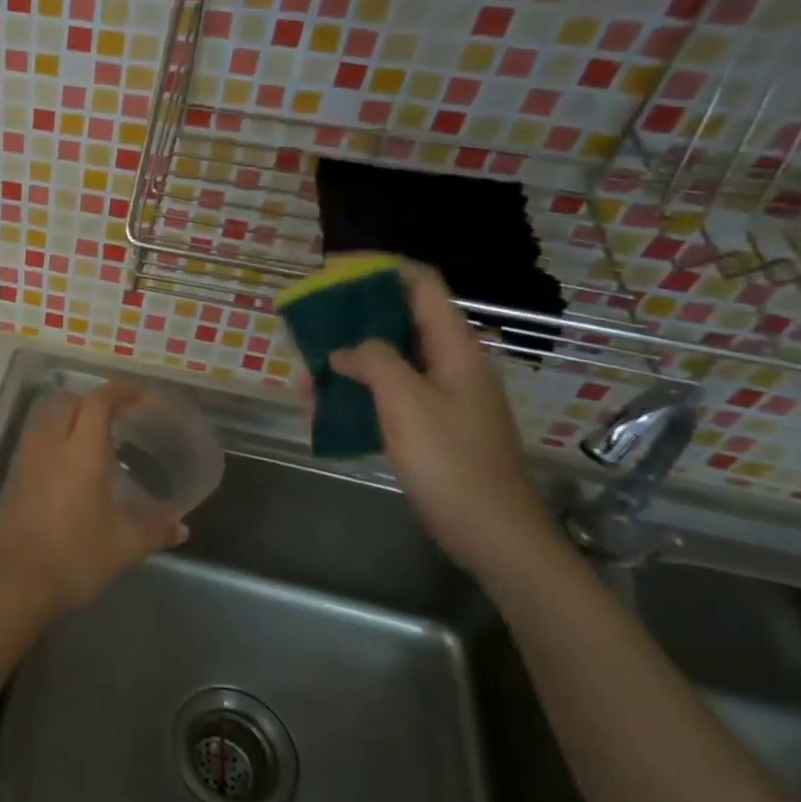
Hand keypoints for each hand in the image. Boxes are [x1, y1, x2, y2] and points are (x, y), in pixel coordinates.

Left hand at [0, 381, 187, 616]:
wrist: (18, 582)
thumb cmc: (76, 557)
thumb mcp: (125, 546)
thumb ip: (155, 530)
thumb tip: (182, 527)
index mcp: (80, 452)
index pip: (97, 403)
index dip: (119, 391)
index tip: (138, 394)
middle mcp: (51, 446)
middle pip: (68, 402)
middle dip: (93, 400)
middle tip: (118, 414)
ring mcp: (28, 461)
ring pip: (47, 419)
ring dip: (70, 416)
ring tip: (94, 436)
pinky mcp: (16, 479)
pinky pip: (37, 441)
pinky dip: (55, 438)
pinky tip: (71, 465)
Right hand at [302, 263, 559, 578]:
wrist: (491, 532)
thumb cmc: (450, 461)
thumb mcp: (406, 402)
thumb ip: (374, 362)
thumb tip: (344, 350)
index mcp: (455, 348)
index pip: (421, 285)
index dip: (379, 268)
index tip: (333, 269)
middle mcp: (450, 362)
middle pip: (401, 318)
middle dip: (354, 314)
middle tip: (311, 320)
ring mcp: (442, 394)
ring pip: (391, 357)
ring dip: (350, 355)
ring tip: (309, 367)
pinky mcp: (431, 423)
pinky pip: (389, 391)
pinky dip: (358, 388)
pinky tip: (327, 403)